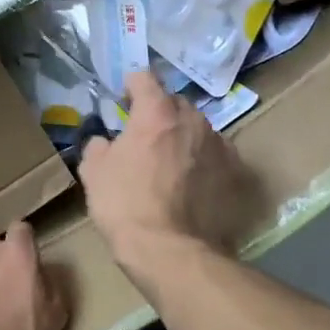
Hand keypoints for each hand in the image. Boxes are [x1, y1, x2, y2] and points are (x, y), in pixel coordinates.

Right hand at [81, 71, 253, 273]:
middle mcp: (193, 120)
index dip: (132, 85)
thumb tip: (104, 141)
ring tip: (171, 163)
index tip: (124, 98)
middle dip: (160, 113)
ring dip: (184, 137)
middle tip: (145, 136)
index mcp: (156, 112)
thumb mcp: (94, 173)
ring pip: (198, 129)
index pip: (145, 78)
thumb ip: (98, 146)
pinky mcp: (236, 173)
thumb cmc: (125, 206)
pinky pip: (216, 155)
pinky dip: (204, 161)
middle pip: (175, 103)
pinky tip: (193, 183)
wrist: (171, 251)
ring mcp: (219, 145)